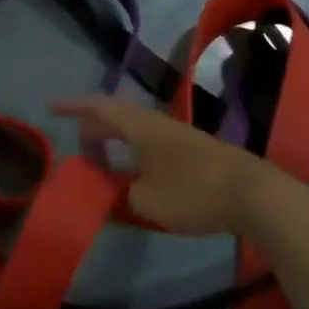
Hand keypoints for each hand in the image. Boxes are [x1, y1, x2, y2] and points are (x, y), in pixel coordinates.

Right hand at [53, 96, 281, 237]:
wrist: (256, 195)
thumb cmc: (193, 192)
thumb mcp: (146, 202)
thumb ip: (119, 197)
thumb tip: (108, 196)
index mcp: (137, 125)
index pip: (97, 106)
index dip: (73, 106)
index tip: (51, 107)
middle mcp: (154, 121)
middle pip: (115, 116)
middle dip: (93, 129)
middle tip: (80, 151)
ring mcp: (177, 134)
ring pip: (135, 130)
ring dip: (116, 143)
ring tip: (105, 164)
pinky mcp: (194, 150)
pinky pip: (151, 143)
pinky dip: (135, 153)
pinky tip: (139, 174)